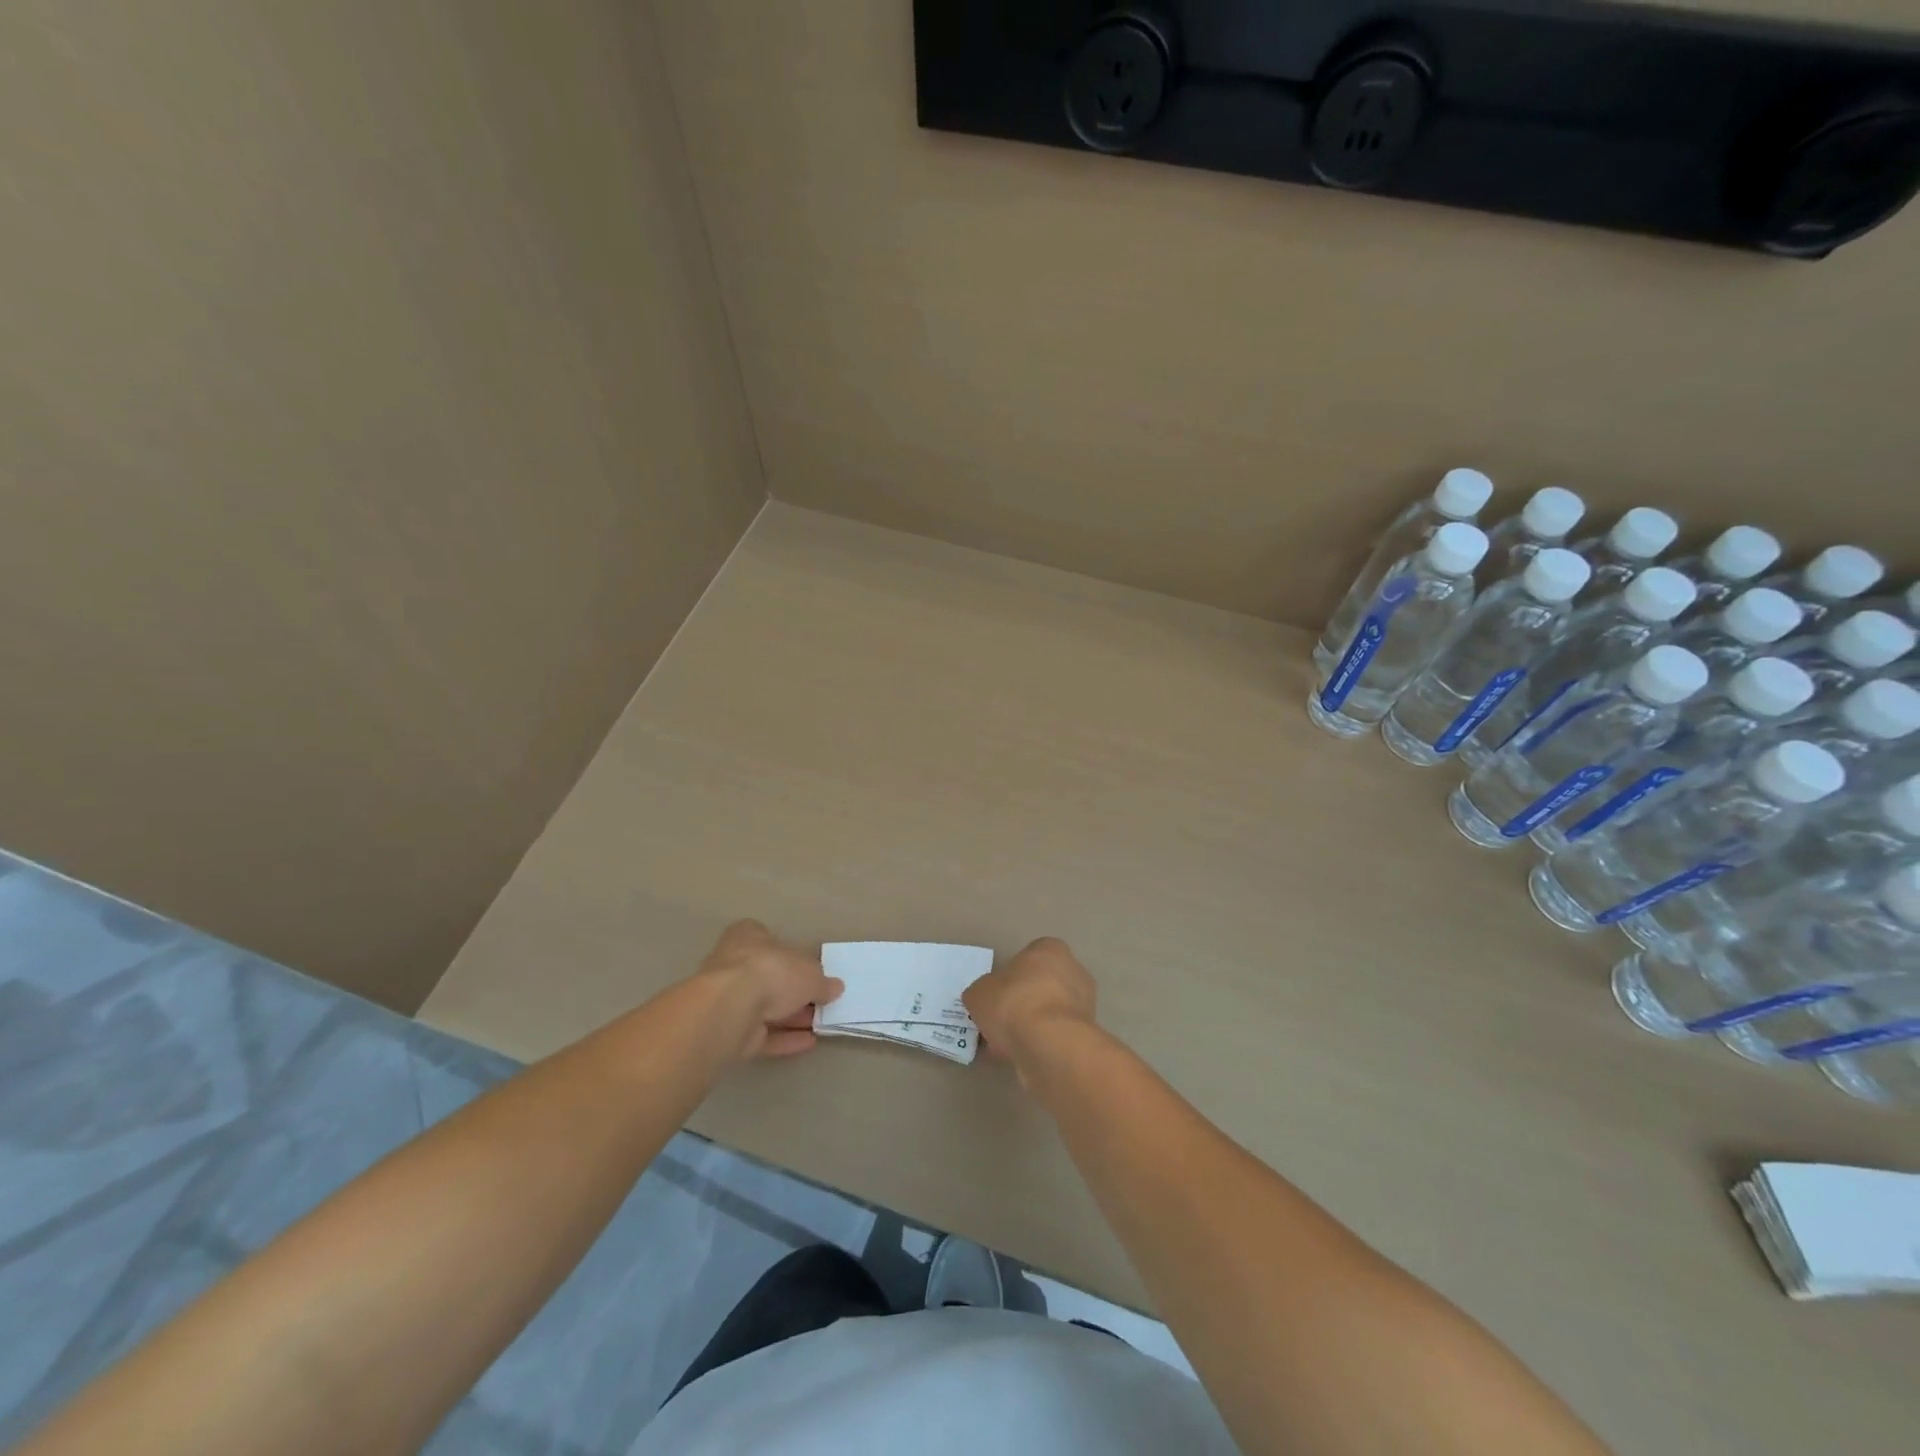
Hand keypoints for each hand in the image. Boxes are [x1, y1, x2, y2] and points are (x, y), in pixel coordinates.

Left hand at [696, 920, 843, 1062]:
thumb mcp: (811, 972)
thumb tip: (835, 988)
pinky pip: (761, 1033)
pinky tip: (808, 1042)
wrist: (732, 1010)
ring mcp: (729, 999)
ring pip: (765, 1008)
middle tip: (821, 1003)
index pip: (770, 940)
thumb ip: (823, 982)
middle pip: (770, 977)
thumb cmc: (772, 972)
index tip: (811, 971)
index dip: (792, 956)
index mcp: (749, 936)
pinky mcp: (729, 1031)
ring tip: (820, 1025)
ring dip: (792, 1017)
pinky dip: (784, 1038)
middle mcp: (734, 964)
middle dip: (795, 992)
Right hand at [963, 937, 1096, 1077]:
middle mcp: (1073, 970)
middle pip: (1042, 985)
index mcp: (1050, 949)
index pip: (1029, 957)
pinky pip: (1056, 1035)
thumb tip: (984, 999)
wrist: (1049, 1044)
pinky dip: (1042, 1044)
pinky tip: (1021, 1056)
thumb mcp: (979, 993)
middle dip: (1023, 1002)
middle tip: (1001, 1021)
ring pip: (1050, 1012)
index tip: (998, 995)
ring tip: (1007, 1045)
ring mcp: (1084, 1003)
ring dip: (1033, 1025)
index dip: (1011, 976)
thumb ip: (982, 992)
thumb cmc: (1013, 1003)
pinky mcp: (1086, 1034)